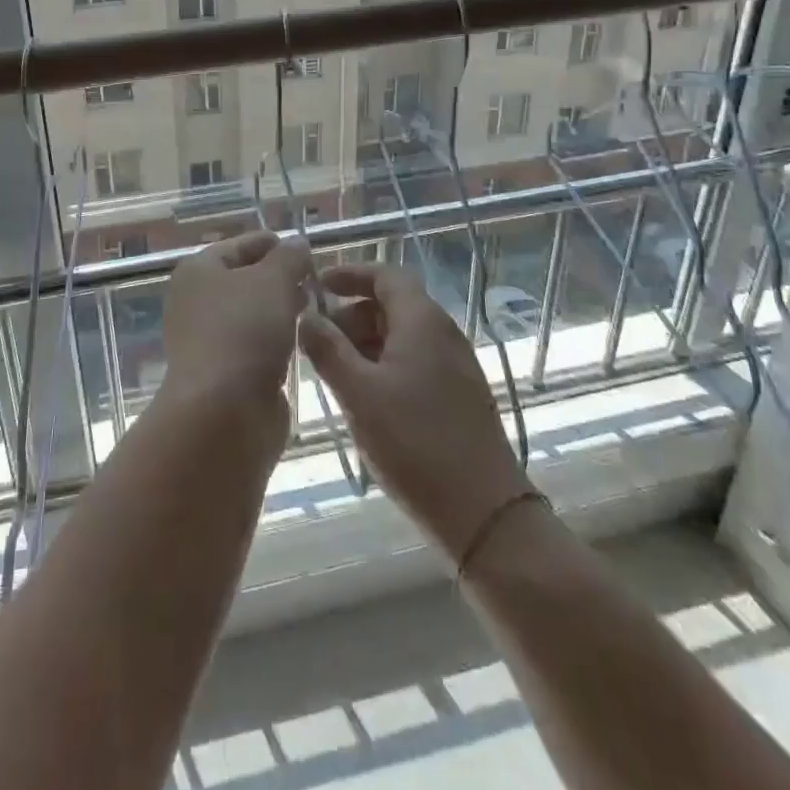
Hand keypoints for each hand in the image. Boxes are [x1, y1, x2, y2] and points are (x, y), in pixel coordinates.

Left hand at [161, 231, 310, 411]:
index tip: (305, 250)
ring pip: (250, 314)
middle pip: (243, 279)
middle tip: (315, 282)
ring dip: (279, 310)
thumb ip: (289, 257)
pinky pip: (253, 345)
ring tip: (314, 309)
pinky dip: (274, 340)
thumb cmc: (245, 331)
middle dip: (278, 278)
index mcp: (198, 270)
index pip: (240, 245)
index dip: (273, 244)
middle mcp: (195, 301)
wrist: (223, 411)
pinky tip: (300, 341)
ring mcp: (206, 339)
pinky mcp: (222, 373)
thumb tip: (297, 243)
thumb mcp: (274, 280)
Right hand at [301, 262, 529, 561]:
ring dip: (363, 344)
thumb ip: (327, 349)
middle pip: (390, 305)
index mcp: (422, 321)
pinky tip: (362, 399)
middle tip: (316, 343)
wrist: (484, 514)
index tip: (316, 285)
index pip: (385, 275)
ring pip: (400, 336)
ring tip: (333, 375)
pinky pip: (413, 362)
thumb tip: (305, 315)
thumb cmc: (414, 444)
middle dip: (350, 316)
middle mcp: (442, 333)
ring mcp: (454, 365)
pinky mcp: (458, 395)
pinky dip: (382, 366)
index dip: (349, 274)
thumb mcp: (358, 394)